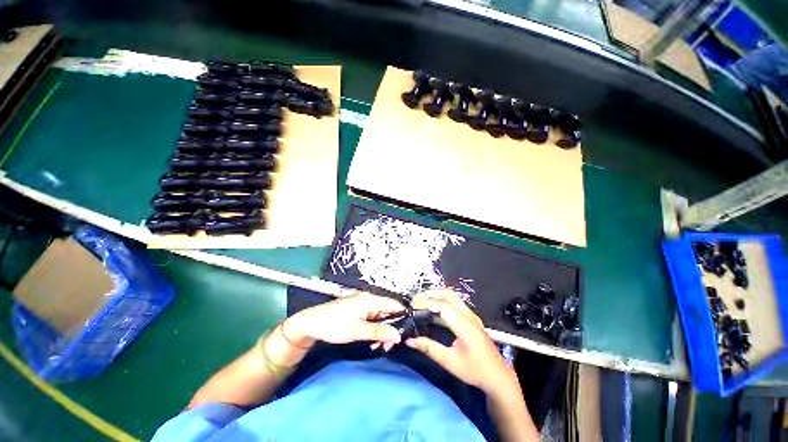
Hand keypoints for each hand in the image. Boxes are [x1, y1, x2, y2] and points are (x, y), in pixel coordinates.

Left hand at [283, 293, 405, 347]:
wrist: (310, 323)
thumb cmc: (333, 325)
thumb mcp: (356, 331)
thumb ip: (378, 332)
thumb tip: (398, 335)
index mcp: (370, 300)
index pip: (394, 305)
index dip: (402, 317)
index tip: (404, 335)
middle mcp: (369, 299)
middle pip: (388, 311)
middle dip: (391, 328)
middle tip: (389, 346)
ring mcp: (363, 304)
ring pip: (381, 316)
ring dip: (383, 330)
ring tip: (379, 346)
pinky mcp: (358, 310)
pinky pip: (373, 318)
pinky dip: (375, 328)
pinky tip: (372, 340)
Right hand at [406, 290, 517, 394]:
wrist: (498, 376)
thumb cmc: (475, 371)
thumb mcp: (450, 362)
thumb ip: (429, 348)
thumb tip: (410, 340)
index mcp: (465, 326)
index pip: (444, 307)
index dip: (428, 303)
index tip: (414, 304)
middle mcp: (469, 316)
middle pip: (449, 295)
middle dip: (432, 293)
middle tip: (418, 299)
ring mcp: (472, 316)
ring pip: (453, 297)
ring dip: (438, 296)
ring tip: (424, 302)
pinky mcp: (472, 319)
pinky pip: (456, 303)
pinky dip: (443, 301)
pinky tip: (436, 309)